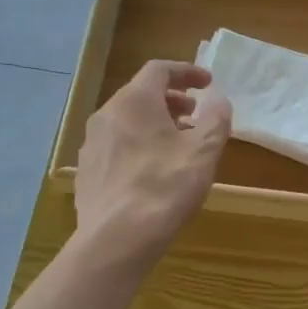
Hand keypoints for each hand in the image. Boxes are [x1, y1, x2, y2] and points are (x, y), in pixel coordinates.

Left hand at [74, 61, 230, 267]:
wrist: (117, 238)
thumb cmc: (166, 187)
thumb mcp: (204, 152)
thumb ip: (216, 120)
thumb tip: (219, 101)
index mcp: (134, 101)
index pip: (159, 70)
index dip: (187, 72)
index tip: (208, 83)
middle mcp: (106, 115)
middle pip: (140, 95)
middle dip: (171, 100)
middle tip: (195, 115)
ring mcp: (92, 144)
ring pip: (127, 121)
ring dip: (155, 124)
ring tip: (178, 145)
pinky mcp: (87, 172)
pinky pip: (116, 146)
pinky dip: (138, 145)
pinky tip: (153, 172)